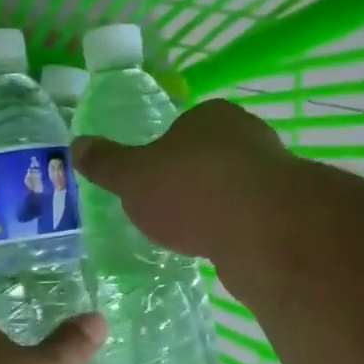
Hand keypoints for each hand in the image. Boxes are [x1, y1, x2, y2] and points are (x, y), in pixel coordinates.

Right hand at [70, 98, 294, 262]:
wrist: (264, 232)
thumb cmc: (191, 190)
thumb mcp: (133, 177)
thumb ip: (107, 164)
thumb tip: (77, 145)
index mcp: (211, 116)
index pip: (182, 127)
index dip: (162, 153)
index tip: (149, 181)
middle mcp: (247, 136)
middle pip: (208, 156)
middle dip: (189, 181)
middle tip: (165, 210)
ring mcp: (273, 174)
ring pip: (232, 188)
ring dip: (213, 207)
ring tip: (190, 234)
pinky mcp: (287, 212)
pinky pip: (249, 217)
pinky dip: (233, 230)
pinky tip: (218, 247)